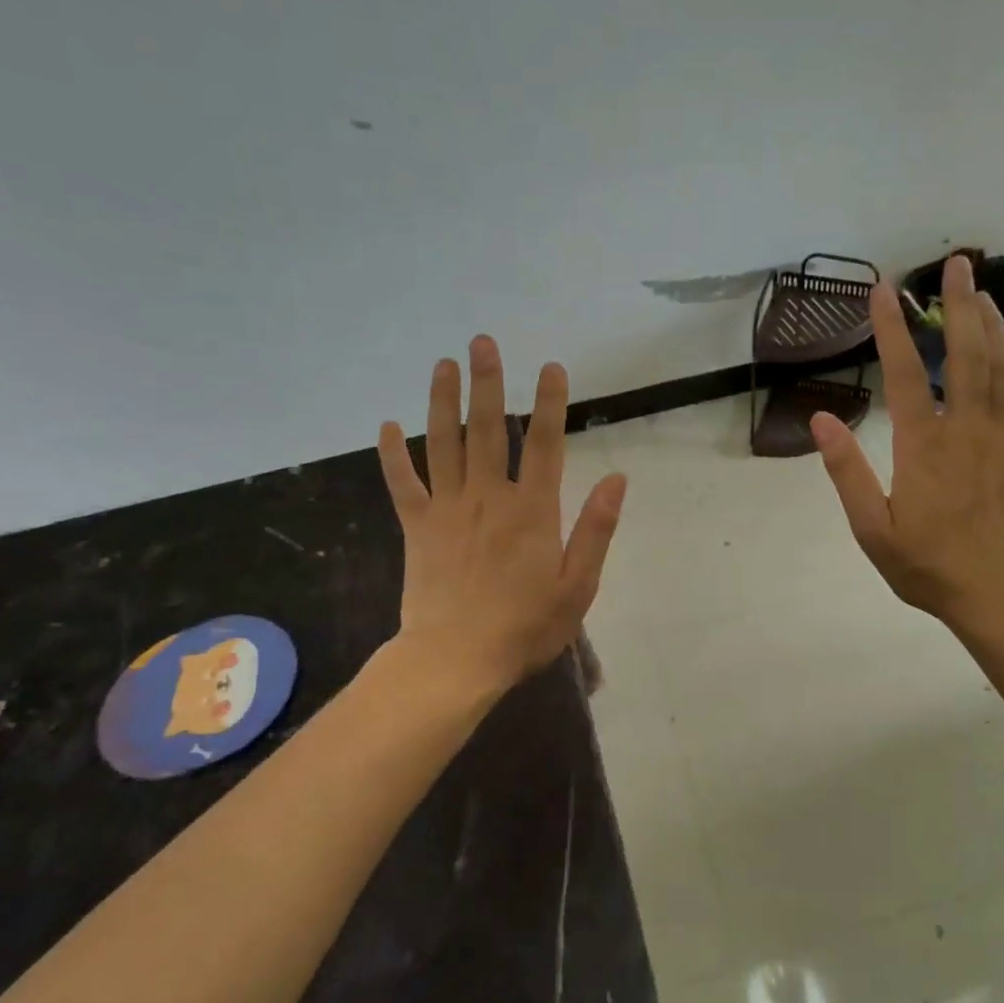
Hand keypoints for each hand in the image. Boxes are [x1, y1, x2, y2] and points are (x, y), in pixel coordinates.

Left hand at [378, 337, 626, 692]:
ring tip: (443, 364)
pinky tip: (385, 425)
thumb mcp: (578, 585)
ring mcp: (448, 509)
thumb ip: (596, 529)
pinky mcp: (416, 527)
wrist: (456, 660)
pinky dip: (391, 454)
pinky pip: (402, 483)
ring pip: (443, 443)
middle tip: (482, 342)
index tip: (551, 366)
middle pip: (489, 430)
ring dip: (442, 401)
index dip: (551, 403)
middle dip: (488, 383)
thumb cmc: (525, 627)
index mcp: (532, 511)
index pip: (546, 445)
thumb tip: (617, 478)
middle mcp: (489, 497)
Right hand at [811, 254, 1003, 632]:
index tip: (883, 291)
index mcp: (924, 448)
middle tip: (958, 264)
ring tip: (983, 295)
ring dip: (994, 324)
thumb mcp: (872, 531)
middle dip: (959, 305)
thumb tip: (820, 420)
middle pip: (966, 353)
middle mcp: (969, 430)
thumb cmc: (930, 568)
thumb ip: (847, 473)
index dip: (892, 329)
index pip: (906, 374)